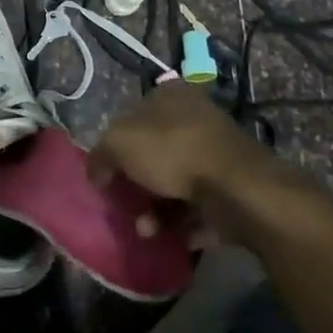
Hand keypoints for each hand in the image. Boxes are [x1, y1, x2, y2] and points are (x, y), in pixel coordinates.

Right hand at [89, 81, 314, 243]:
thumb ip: (100, 155)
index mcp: (169, 95)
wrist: (236, 188)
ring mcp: (216, 152)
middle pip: (153, 152)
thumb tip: (96, 172)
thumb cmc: (172, 152)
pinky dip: (183, 223)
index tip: (106, 174)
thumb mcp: (119, 144)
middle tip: (126, 206)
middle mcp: (194, 117)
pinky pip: (199, 206)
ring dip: (157, 210)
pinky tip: (172, 236)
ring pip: (175, 182)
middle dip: (137, 185)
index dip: (114, 145)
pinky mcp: (232, 186)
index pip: (132, 116)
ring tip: (148, 230)